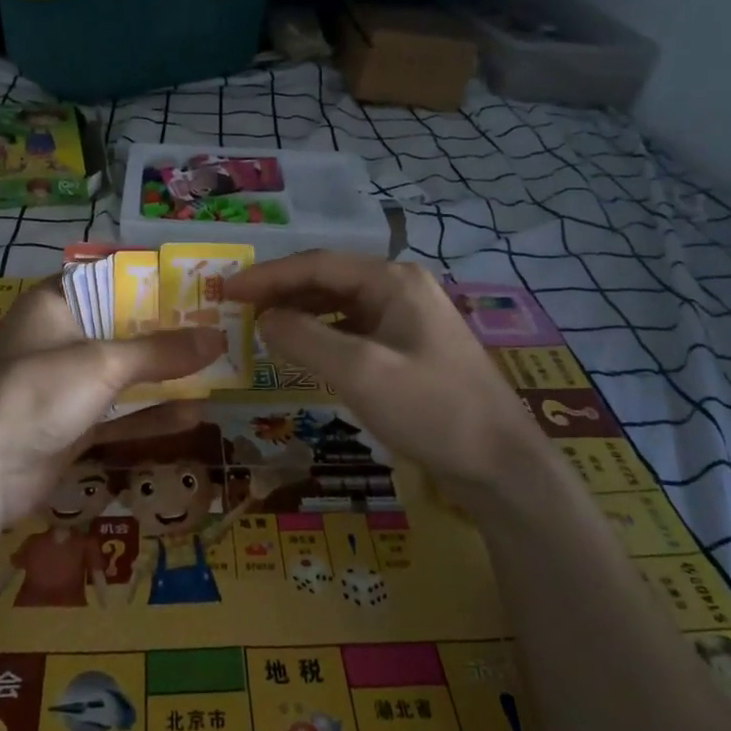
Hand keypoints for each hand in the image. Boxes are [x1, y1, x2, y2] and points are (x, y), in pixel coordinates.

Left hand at [0, 280, 221, 534]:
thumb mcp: (102, 364)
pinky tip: (193, 416)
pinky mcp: (70, 426)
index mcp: (57, 304)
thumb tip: (218, 337)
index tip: (200, 285)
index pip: (112, 279)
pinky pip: (119, 413)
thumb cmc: (35, 394)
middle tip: (221, 330)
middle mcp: (61, 338)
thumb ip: (161, 351)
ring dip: (166, 377)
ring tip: (218, 373)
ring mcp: (65, 385)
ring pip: (125, 374)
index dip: (155, 281)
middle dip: (170, 334)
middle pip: (124, 328)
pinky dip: (150, 414)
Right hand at [224, 252, 537, 495]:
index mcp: (393, 280)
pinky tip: (304, 351)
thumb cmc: (431, 410)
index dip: (268, 276)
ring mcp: (409, 318)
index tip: (228, 292)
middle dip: (282, 292)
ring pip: (341, 305)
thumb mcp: (360, 372)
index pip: (317, 265)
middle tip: (238, 310)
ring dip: (301, 313)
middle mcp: (401, 288)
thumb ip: (305, 338)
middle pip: (329, 280)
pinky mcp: (411, 349)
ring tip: (262, 328)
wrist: (502, 465)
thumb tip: (264, 318)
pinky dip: (324, 335)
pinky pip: (355, 329)